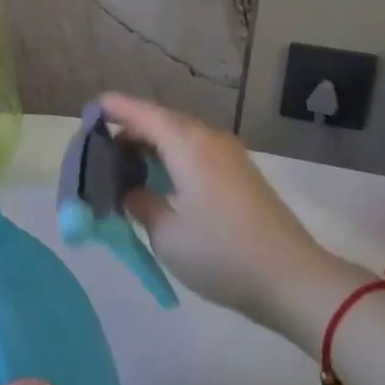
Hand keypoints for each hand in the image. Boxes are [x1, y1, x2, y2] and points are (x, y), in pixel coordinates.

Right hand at [101, 93, 344, 337]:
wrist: (291, 278)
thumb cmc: (220, 253)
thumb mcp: (166, 233)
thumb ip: (140, 203)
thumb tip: (131, 190)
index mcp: (187, 145)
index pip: (143, 114)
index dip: (116, 108)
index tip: (92, 106)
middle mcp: (209, 139)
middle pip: (163, 121)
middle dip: (132, 128)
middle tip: (103, 148)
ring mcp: (230, 155)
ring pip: (182, 135)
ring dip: (154, 143)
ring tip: (128, 163)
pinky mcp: (241, 173)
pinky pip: (198, 150)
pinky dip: (173, 155)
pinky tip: (162, 177)